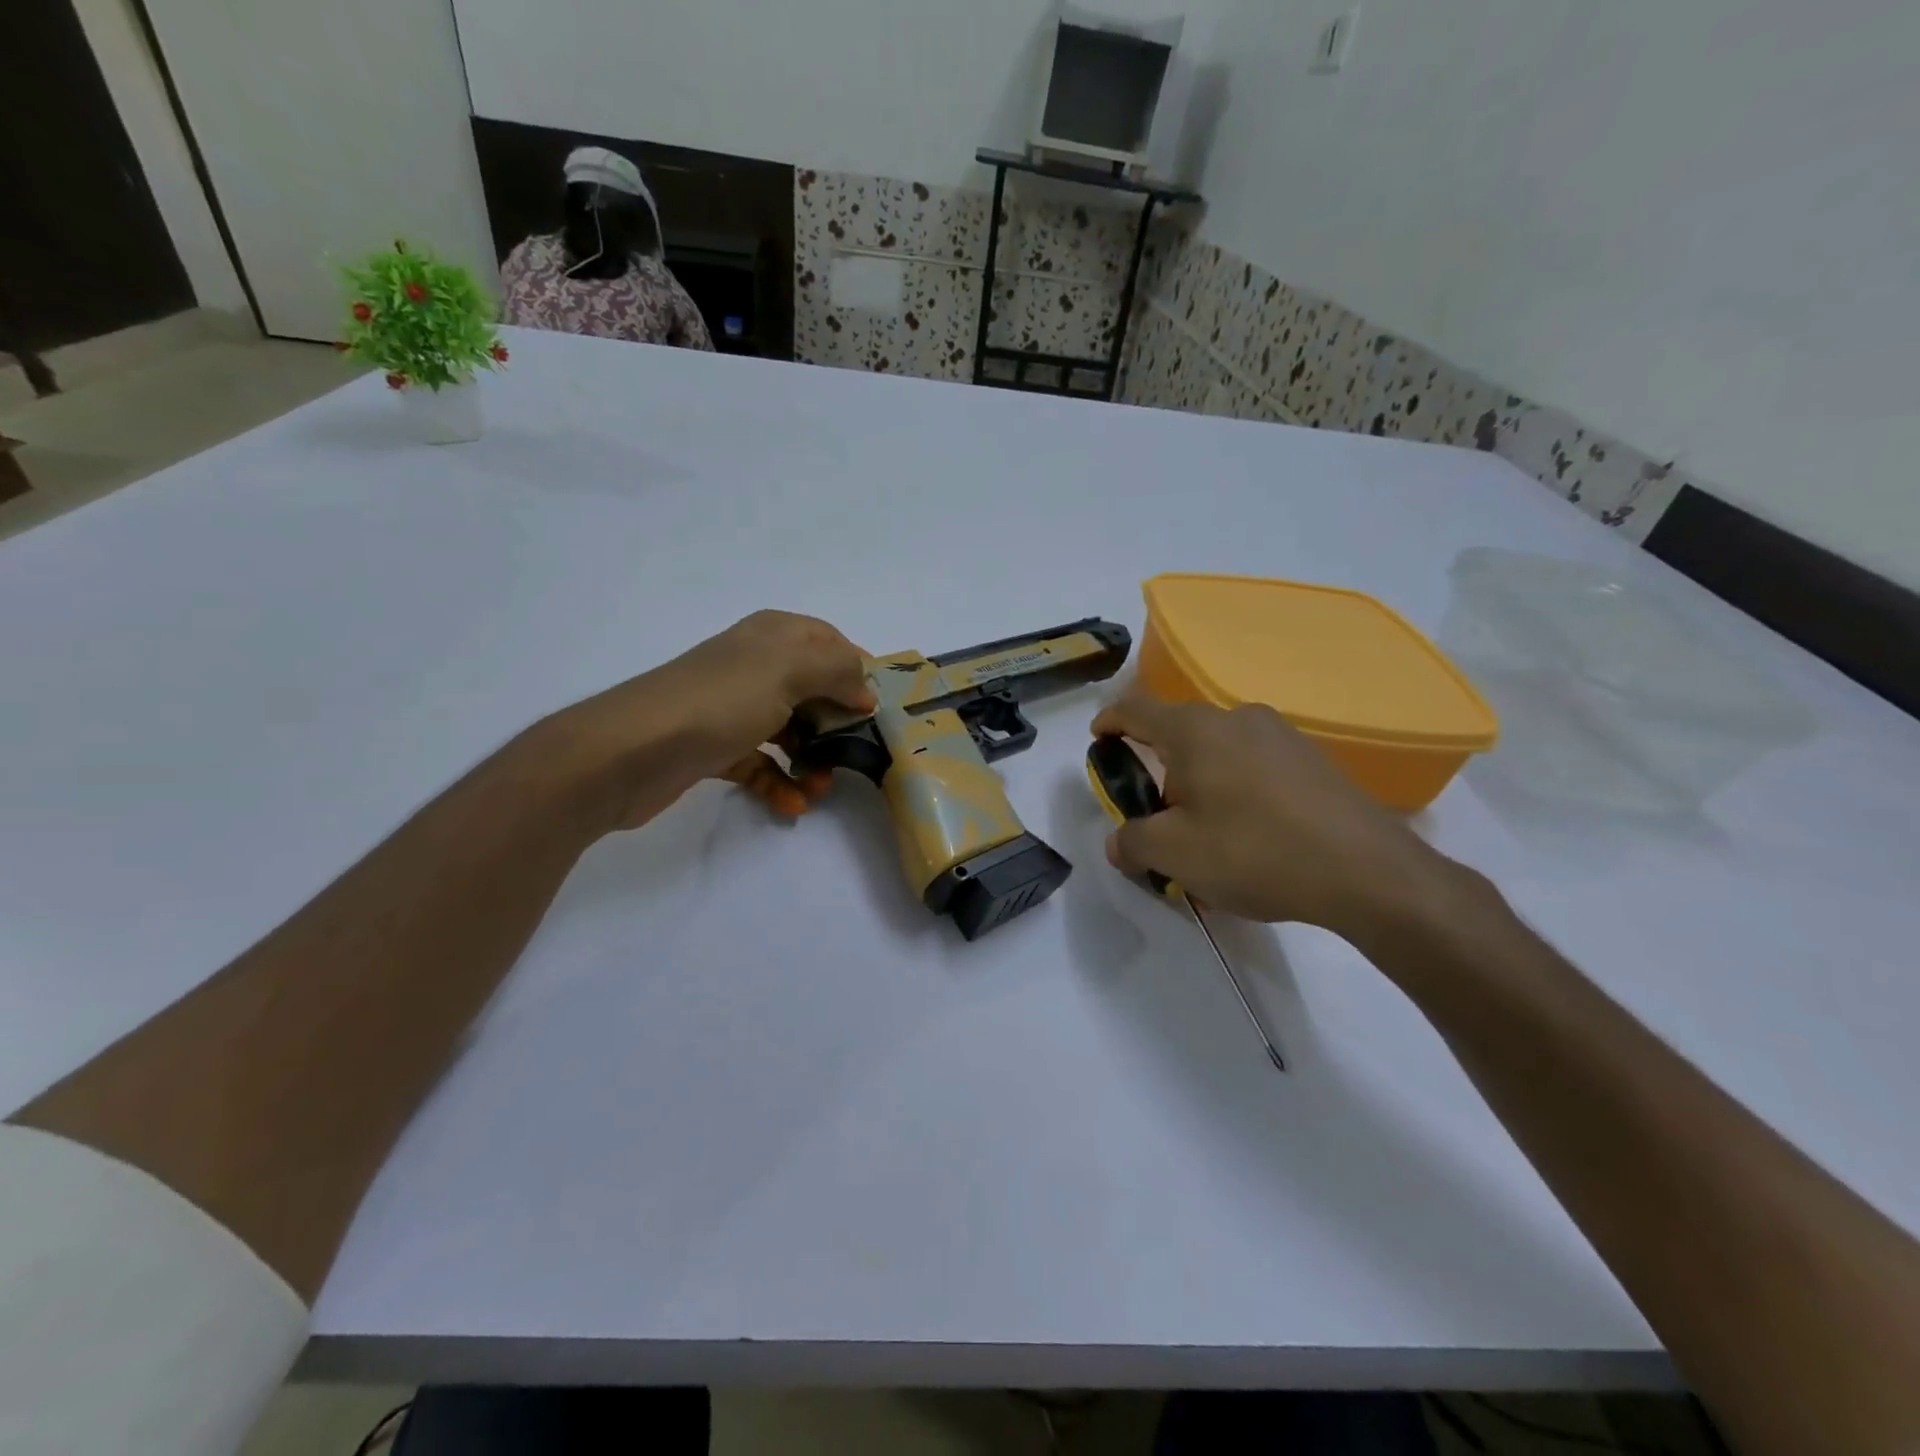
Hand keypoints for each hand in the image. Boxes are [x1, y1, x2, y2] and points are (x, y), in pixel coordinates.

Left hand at [557, 611, 873, 831]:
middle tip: (856, 754)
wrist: (630, 751)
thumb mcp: (789, 670)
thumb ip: (838, 669)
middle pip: (813, 690)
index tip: (879, 709)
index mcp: (773, 636)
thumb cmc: (720, 701)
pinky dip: (778, 783)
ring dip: (812, 759)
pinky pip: (760, 763)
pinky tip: (793, 806)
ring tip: (822, 787)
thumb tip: (863, 691)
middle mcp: (754, 666)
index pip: (830, 642)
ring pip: (789, 730)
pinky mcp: (716, 747)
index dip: (858, 671)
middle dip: (837, 723)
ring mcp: (733, 707)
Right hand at [1089, 692, 1459, 943]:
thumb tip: (1119, 841)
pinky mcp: (1314, 759)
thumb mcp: (1174, 855)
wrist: (1366, 872)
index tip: (1098, 737)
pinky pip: (1256, 765)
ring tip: (1204, 830)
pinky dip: (1237, 788)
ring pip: (1220, 750)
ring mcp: (1282, 735)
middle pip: (1180, 732)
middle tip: (1154, 811)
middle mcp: (1237, 718)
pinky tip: (1249, 834)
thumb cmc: (1254, 852)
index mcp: (1195, 730)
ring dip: (1200, 780)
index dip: (1109, 721)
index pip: (1136, 709)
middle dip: (1158, 765)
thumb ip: (1133, 842)